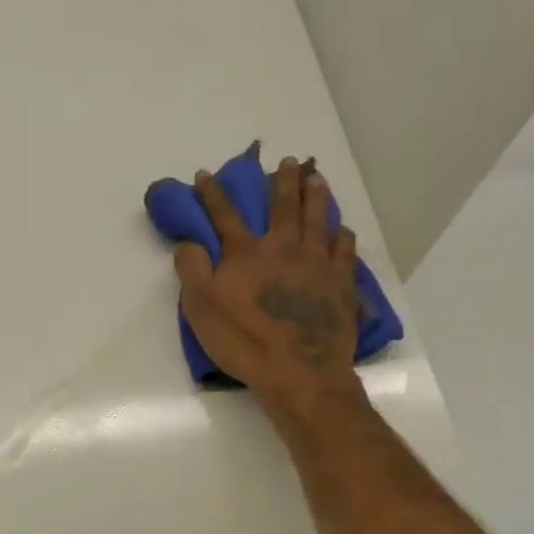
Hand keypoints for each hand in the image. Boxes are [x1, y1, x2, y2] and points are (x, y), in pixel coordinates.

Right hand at [173, 156, 363, 418]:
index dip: (212, 193)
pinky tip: (342, 229)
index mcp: (245, 254)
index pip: (224, 215)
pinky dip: (342, 235)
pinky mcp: (340, 282)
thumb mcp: (201, 310)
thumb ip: (191, 271)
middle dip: (282, 180)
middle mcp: (283, 248)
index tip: (205, 173)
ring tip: (317, 178)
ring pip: (318, 218)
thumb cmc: (244, 342)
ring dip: (316, 195)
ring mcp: (316, 263)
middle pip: (282, 205)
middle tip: (288, 161)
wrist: (298, 372)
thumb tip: (188, 241)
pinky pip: (344, 250)